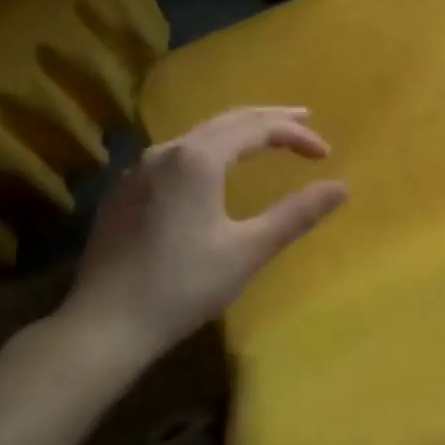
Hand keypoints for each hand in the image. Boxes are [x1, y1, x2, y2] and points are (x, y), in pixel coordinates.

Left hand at [59, 106, 347, 371]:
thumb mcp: (248, 250)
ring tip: (266, 138)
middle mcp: (167, 151)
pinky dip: (211, 148)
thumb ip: (296, 214)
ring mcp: (140, 169)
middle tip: (304, 120)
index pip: (258, 128)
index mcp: (199, 159)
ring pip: (200, 134)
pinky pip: (178, 153)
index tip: (325, 154)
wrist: (103, 325)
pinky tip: (216, 167)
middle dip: (270, 119)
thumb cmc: (182, 286)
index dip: (296, 135)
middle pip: (228, 120)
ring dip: (239, 131)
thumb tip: (342, 187)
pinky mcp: (126, 191)